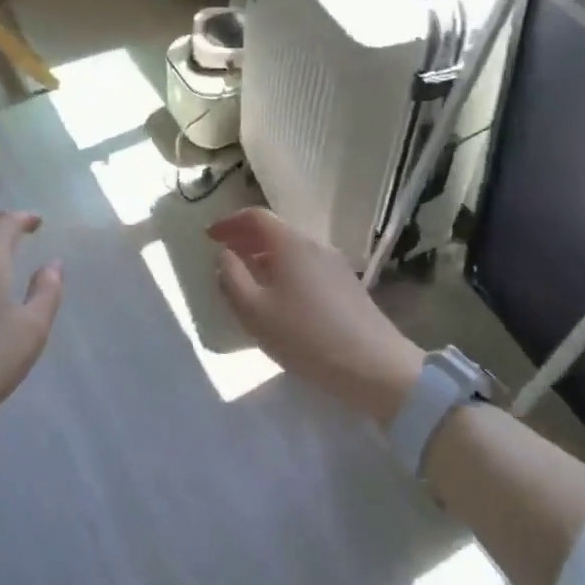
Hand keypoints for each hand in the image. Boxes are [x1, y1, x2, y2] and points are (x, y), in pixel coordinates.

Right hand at [210, 207, 423, 424]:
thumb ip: (232, 278)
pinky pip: (306, 266)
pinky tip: (280, 298)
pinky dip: (284, 270)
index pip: (255, 217)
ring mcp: (335, 265)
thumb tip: (225, 256)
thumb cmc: (305, 336)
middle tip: (224, 256)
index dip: (229, 222)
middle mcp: (315, 245)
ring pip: (291, 250)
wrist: (374, 367)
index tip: (210, 236)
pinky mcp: (347, 286)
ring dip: (265, 257)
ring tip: (248, 278)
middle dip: (246, 239)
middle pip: (275, 231)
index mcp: (290, 244)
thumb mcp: (254, 311)